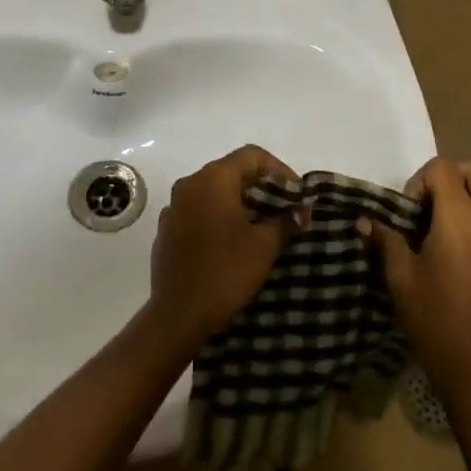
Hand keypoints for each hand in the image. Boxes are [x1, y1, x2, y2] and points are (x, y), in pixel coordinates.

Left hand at [144, 145, 301, 350]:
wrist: (177, 315)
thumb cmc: (225, 272)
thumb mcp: (263, 247)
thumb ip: (286, 222)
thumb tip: (303, 210)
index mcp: (213, 179)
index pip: (251, 155)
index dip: (278, 169)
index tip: (295, 193)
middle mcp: (190, 184)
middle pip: (230, 170)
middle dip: (259, 185)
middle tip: (282, 207)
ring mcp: (174, 206)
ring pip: (212, 190)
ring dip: (237, 200)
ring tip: (259, 224)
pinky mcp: (167, 229)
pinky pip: (197, 210)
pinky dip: (217, 215)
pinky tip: (230, 240)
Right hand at [361, 158, 470, 409]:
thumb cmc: (435, 319)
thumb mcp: (401, 278)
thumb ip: (386, 241)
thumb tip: (365, 222)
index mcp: (460, 217)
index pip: (443, 168)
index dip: (421, 181)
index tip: (409, 213)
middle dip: (454, 177)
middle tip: (432, 207)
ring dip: (470, 200)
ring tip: (445, 233)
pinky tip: (462, 259)